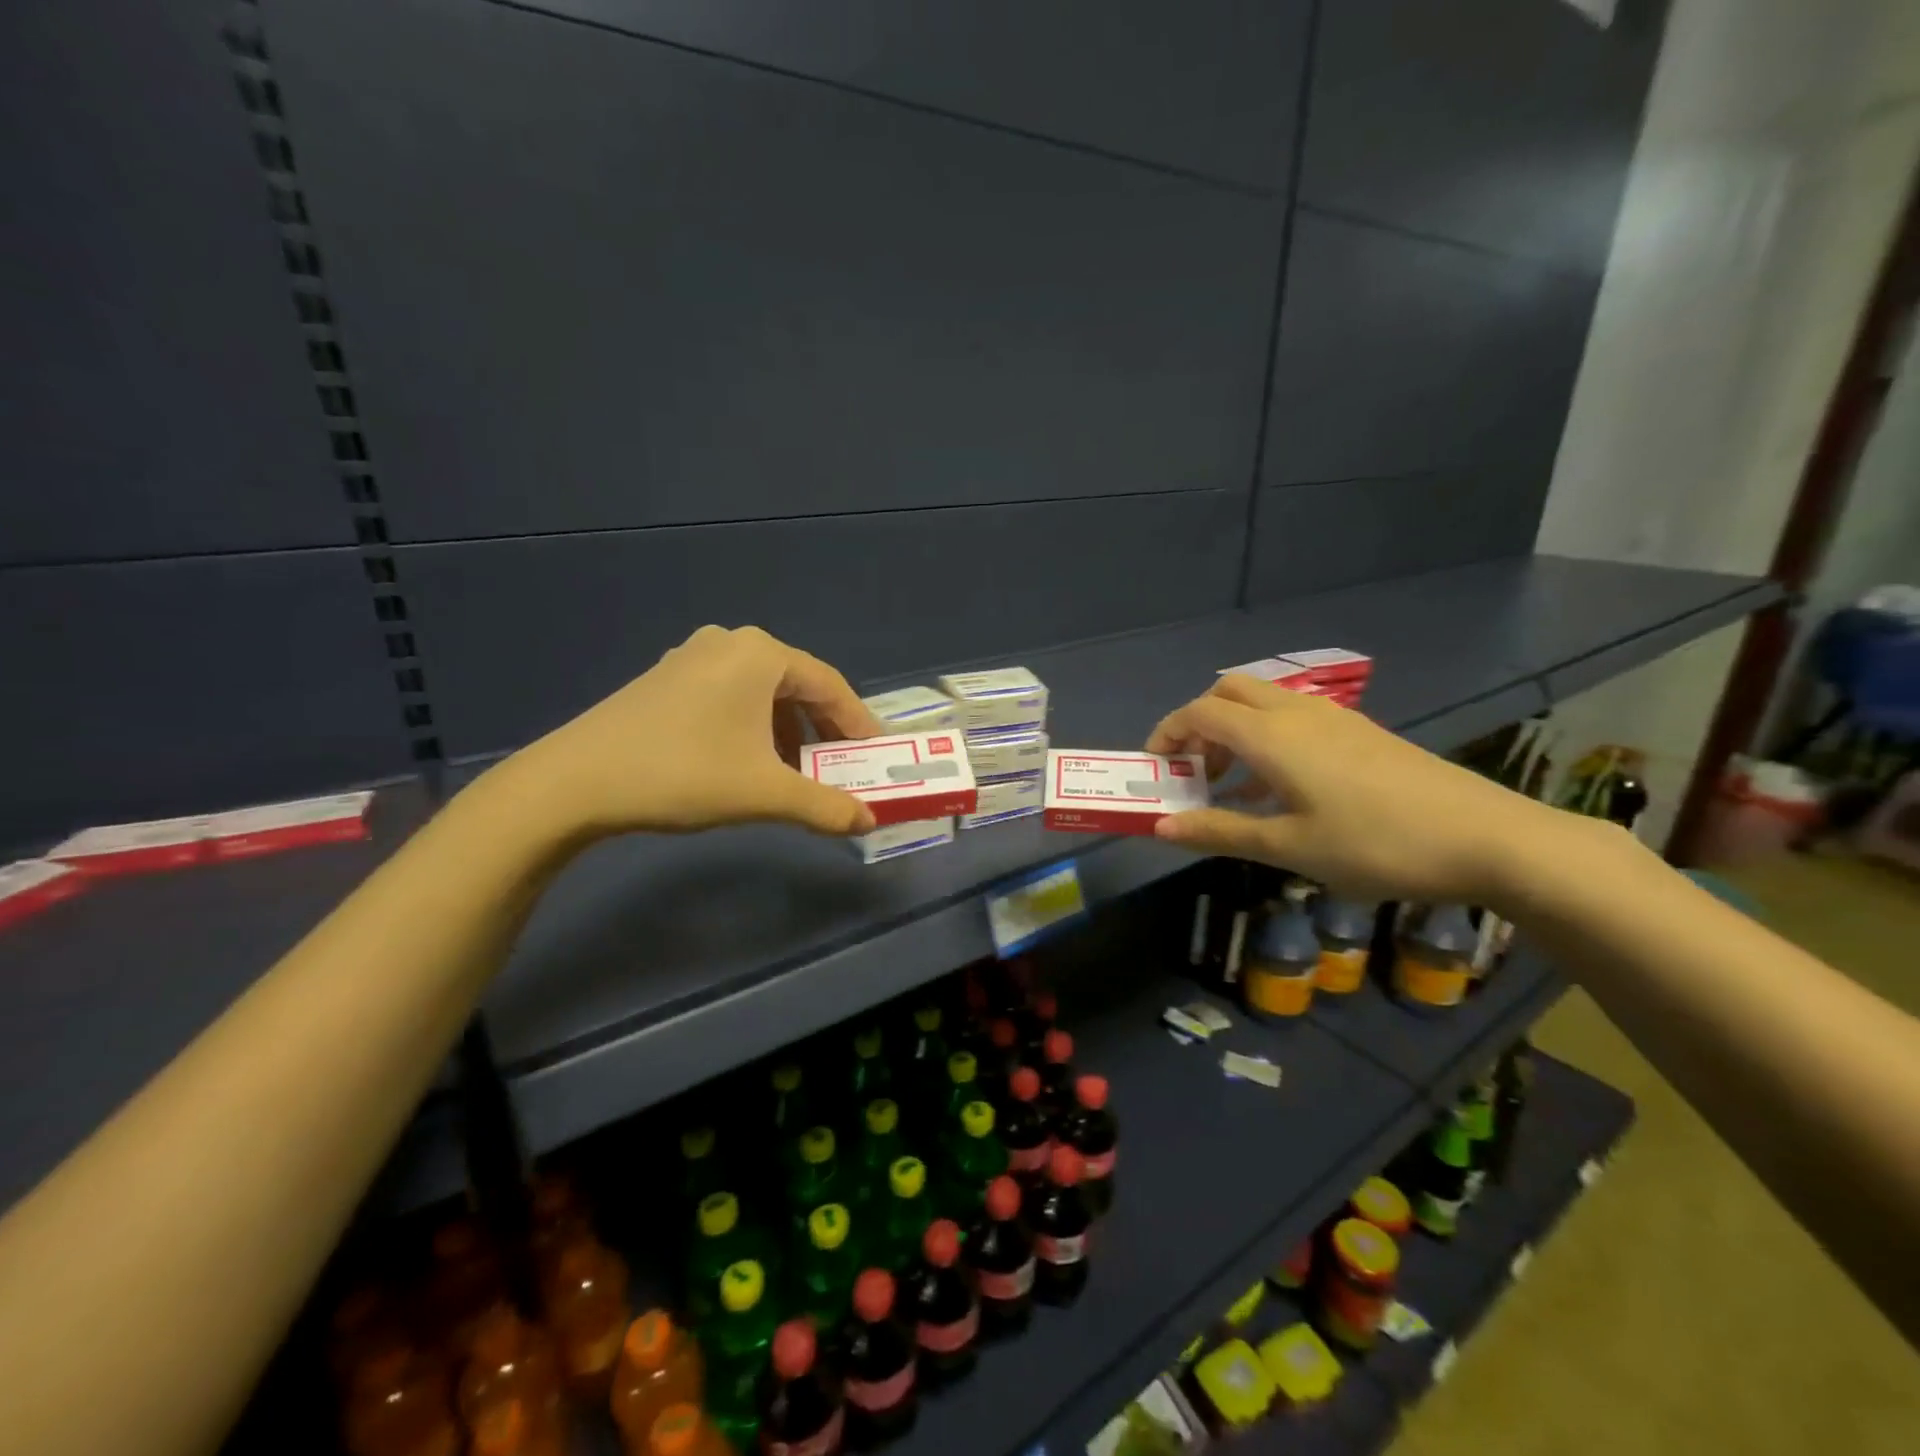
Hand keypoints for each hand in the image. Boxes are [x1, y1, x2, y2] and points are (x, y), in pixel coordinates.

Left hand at [489, 625, 886, 839]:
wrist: (575, 783)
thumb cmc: (684, 773)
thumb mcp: (765, 792)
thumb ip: (825, 806)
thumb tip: (867, 823)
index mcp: (761, 654)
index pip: (830, 686)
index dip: (858, 724)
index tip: (876, 756)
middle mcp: (730, 643)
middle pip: (796, 686)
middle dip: (822, 730)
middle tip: (841, 767)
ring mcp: (691, 658)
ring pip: (761, 694)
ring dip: (787, 732)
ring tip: (795, 773)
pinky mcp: (665, 680)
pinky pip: (729, 698)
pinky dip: (753, 728)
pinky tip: (747, 763)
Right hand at [1146, 674, 1573, 904]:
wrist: (1486, 837)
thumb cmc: (1374, 844)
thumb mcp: (1288, 846)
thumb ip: (1219, 831)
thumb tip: (1159, 827)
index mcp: (1271, 736)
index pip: (1199, 712)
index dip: (1167, 734)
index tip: (1155, 769)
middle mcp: (1297, 713)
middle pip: (1229, 691)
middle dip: (1198, 723)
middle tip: (1194, 770)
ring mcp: (1334, 719)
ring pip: (1263, 703)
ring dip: (1233, 732)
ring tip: (1232, 786)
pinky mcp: (1361, 732)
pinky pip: (1294, 720)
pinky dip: (1266, 739)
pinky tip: (1282, 789)